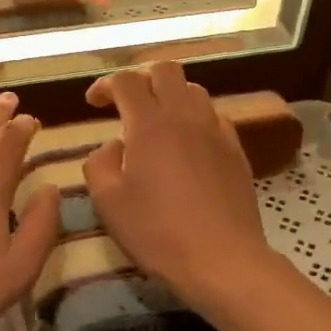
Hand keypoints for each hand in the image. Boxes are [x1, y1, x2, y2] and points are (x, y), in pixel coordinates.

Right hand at [83, 64, 274, 313]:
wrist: (222, 259)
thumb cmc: (157, 232)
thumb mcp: (108, 202)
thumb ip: (99, 164)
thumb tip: (112, 146)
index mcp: (150, 124)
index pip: (126, 81)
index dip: (105, 84)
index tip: (93, 103)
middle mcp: (185, 116)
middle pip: (165, 70)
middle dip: (141, 78)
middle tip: (126, 104)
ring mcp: (216, 131)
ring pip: (194, 90)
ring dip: (170, 96)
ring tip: (157, 123)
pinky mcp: (236, 150)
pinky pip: (214, 117)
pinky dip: (194, 119)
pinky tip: (187, 146)